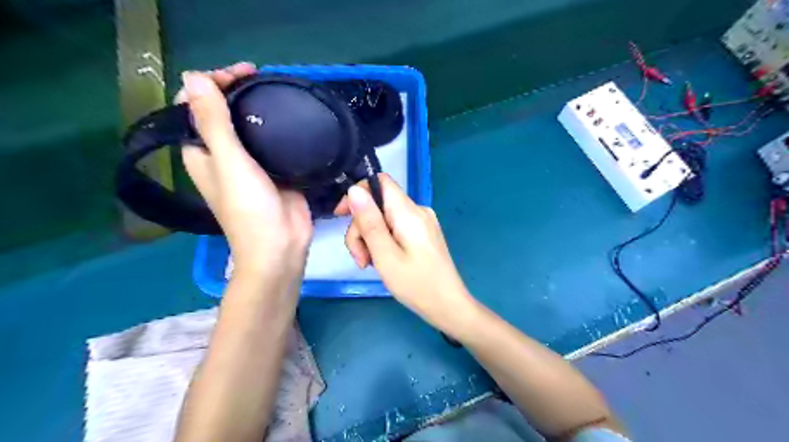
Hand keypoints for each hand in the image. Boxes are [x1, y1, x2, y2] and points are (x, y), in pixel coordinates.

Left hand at [179, 64, 313, 277]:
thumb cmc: (250, 209)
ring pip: (250, 126)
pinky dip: (279, 127)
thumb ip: (213, 123)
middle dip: (237, 92)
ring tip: (277, 93)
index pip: (195, 107)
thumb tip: (192, 76)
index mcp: (201, 153)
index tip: (240, 75)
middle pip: (223, 114)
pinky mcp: (276, 171)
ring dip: (259, 108)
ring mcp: (251, 164)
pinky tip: (291, 118)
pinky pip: (273, 142)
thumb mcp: (229, 164)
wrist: (282, 245)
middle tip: (262, 79)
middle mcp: (223, 156)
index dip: (210, 85)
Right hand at [336, 174, 477, 332]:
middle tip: (360, 259)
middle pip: (379, 204)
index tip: (342, 216)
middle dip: (362, 228)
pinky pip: (396, 228)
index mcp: (409, 212)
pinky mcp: (423, 233)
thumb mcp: (385, 255)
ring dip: (371, 238)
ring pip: (385, 218)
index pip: (380, 181)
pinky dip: (383, 241)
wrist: (448, 306)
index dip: (357, 193)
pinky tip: (382, 261)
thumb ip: (369, 222)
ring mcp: (422, 222)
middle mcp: (417, 210)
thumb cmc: (416, 285)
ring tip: (369, 265)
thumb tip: (354, 190)